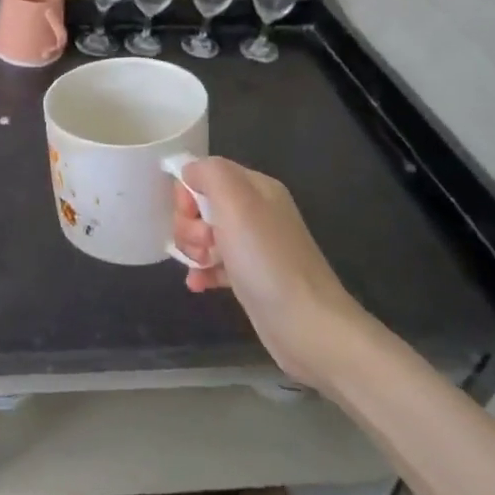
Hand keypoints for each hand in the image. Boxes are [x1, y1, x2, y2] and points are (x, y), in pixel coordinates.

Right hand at [171, 157, 375, 387]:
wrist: (305, 323)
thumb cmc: (266, 259)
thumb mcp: (236, 202)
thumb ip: (210, 173)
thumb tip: (190, 171)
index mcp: (256, 188)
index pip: (206, 173)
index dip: (189, 192)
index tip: (191, 214)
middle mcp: (256, 212)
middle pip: (202, 205)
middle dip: (190, 224)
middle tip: (205, 243)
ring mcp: (253, 246)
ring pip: (205, 236)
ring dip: (194, 249)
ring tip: (203, 265)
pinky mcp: (250, 277)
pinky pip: (214, 265)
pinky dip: (202, 272)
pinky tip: (197, 284)